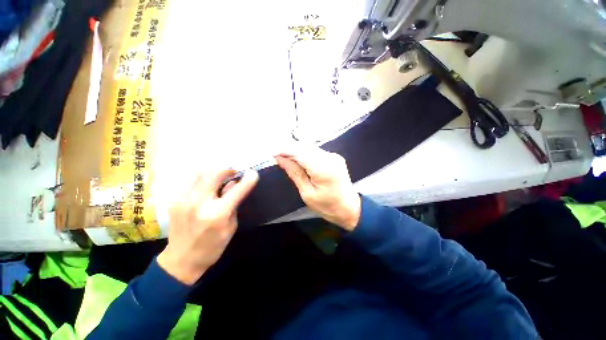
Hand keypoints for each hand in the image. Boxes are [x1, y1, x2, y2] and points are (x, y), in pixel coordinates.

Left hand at [157, 169, 257, 284]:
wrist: (181, 260)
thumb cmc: (213, 246)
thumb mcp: (231, 227)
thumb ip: (233, 204)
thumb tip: (233, 184)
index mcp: (217, 214)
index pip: (237, 191)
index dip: (247, 180)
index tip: (253, 173)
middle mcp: (199, 203)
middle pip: (214, 174)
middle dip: (226, 170)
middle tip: (233, 173)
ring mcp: (183, 200)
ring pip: (199, 172)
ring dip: (212, 172)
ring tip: (219, 177)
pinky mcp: (174, 200)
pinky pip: (189, 180)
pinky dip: (201, 178)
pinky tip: (205, 184)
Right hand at [275, 147, 360, 230]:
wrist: (349, 207)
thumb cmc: (327, 206)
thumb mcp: (307, 193)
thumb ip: (294, 173)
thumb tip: (280, 158)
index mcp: (323, 169)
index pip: (300, 152)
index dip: (284, 149)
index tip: (272, 152)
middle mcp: (330, 158)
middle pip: (305, 147)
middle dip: (288, 148)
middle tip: (276, 155)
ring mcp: (334, 156)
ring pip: (309, 147)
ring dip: (296, 150)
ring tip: (284, 157)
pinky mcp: (334, 156)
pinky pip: (315, 151)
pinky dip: (304, 153)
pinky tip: (297, 159)